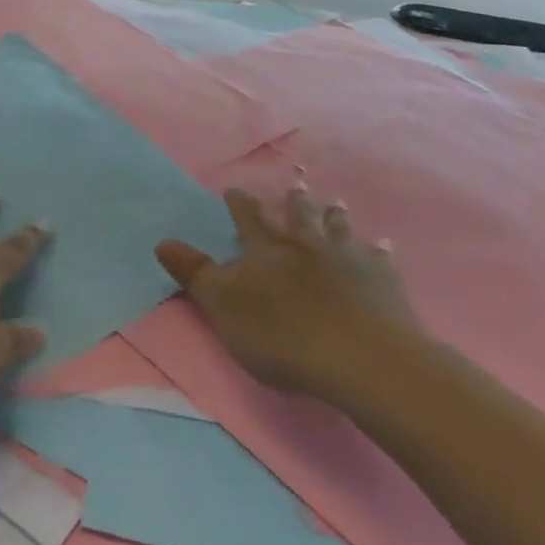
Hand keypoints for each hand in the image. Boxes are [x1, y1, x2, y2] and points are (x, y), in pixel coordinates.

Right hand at [156, 188, 413, 399]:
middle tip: (294, 188)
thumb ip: (195, 274)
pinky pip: (379, 259)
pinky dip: (378, 251)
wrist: (360, 357)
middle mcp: (306, 245)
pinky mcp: (381, 281)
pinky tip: (383, 246)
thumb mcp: (224, 306)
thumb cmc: (283, 335)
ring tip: (333, 204)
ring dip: (333, 217)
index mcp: (266, 250)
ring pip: (337, 229)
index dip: (240, 204)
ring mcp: (347, 259)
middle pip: (298, 217)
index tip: (234, 190)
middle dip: (293, 202)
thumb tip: (162, 241)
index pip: (248, 219)